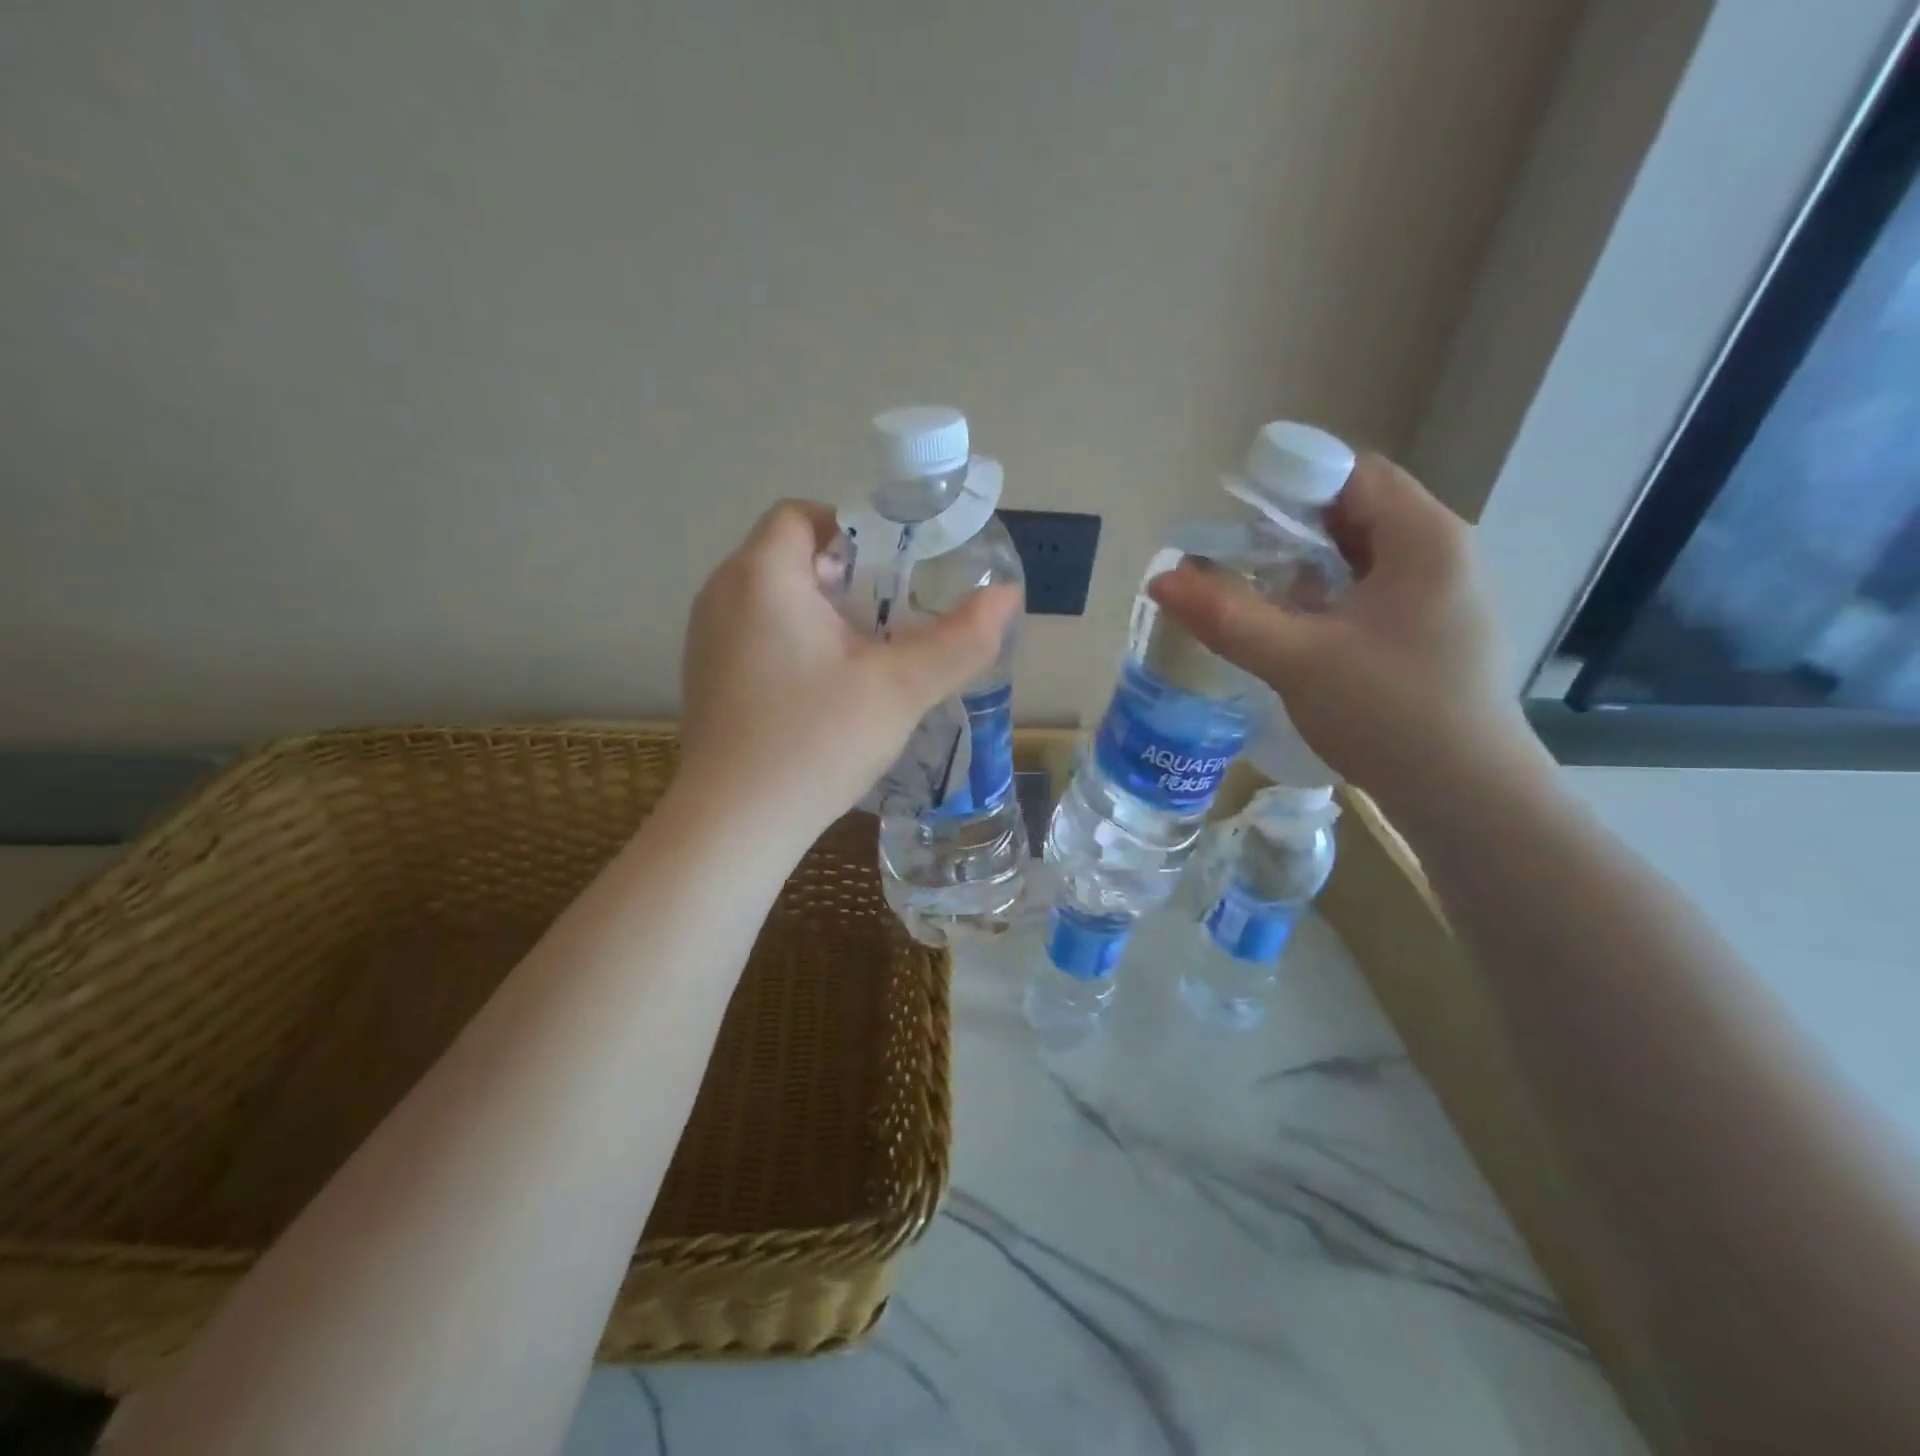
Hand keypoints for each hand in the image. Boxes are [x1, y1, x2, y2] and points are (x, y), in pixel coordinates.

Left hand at [679, 500, 1020, 836]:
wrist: (733, 825)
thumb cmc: (815, 741)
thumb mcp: (900, 688)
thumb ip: (960, 640)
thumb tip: (1010, 596)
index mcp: (762, 575)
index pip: (802, 514)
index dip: (853, 530)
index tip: (895, 569)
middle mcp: (722, 594)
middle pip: (788, 555)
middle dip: (845, 575)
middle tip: (891, 613)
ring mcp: (706, 639)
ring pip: (771, 598)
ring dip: (820, 611)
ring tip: (866, 652)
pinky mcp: (706, 678)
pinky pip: (754, 634)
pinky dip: (793, 641)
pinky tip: (825, 689)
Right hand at [1149, 453, 1540, 807]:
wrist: (1468, 800)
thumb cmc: (1390, 716)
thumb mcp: (1297, 661)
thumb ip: (1226, 616)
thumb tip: (1160, 579)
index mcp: (1423, 539)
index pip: (1352, 474)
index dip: (1289, 487)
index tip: (1235, 522)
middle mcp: (1441, 555)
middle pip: (1354, 515)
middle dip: (1288, 534)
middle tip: (1232, 564)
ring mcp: (1441, 598)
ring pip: (1358, 560)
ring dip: (1303, 571)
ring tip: (1252, 599)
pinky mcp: (1430, 635)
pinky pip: (1368, 596)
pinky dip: (1325, 603)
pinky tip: (1292, 636)